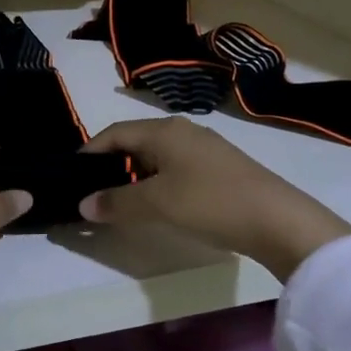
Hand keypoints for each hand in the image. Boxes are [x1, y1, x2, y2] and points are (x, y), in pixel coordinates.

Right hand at [78, 118, 350, 279]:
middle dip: (111, 166)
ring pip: (156, 157)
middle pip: (134, 142)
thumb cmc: (210, 202)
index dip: (89, 153)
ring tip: (121, 202)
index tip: (71, 176)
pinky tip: (159, 205)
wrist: (279, 220)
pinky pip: (175, 168)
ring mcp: (204, 148)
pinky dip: (158, 183)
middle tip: (93, 193)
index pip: (113, 133)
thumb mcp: (156, 204)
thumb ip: (116, 202)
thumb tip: (83, 205)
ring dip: (135, 177)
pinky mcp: (220, 168)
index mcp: (163, 130)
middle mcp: (182, 131)